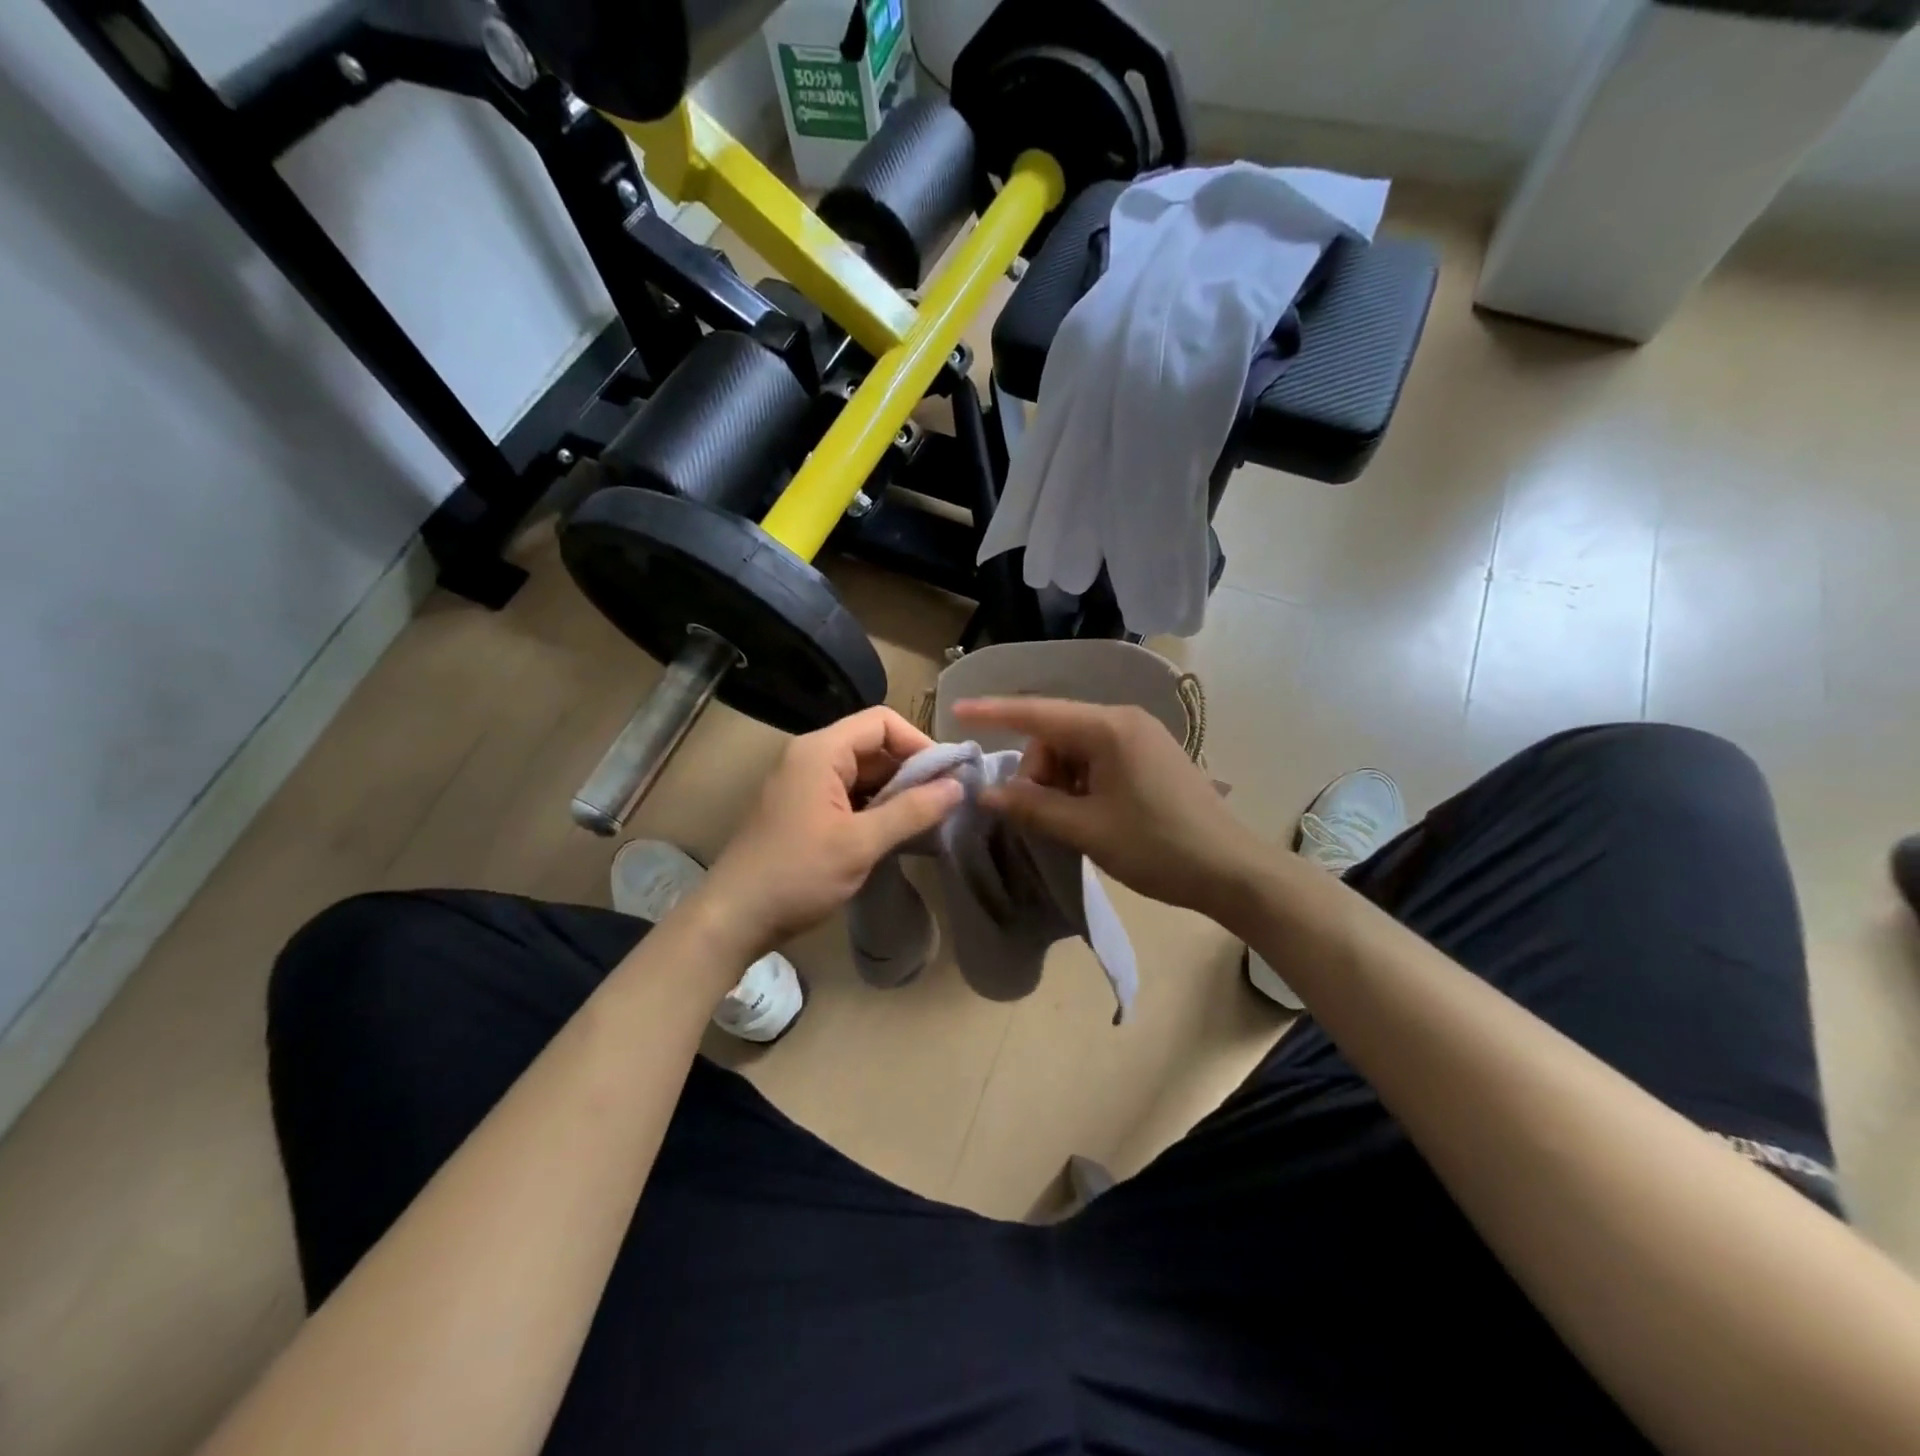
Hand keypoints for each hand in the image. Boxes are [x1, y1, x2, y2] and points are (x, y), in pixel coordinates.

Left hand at [699, 706, 962, 959]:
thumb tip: (958, 786)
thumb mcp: (860, 843)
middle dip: (911, 770)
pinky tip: (898, 834)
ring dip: (896, 792)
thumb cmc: (797, 874)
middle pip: (873, 745)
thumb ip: (911, 811)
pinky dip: (876, 808)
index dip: (919, 742)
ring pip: (864, 773)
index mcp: (821, 751)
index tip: (946, 776)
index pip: (882, 722)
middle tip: (944, 803)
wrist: (734, 917)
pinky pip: (850, 795)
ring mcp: (806, 784)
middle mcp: (812, 757)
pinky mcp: (805, 809)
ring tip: (928, 820)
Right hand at [952, 697, 1266, 920]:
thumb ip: (1033, 807)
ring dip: (1059, 780)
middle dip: (1037, 769)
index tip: (957, 709)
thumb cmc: (1157, 847)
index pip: (1038, 713)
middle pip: (1056, 733)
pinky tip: (1089, 813)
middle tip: (1039, 814)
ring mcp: (1141, 736)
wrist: (1232, 871)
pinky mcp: (1150, 756)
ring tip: (1069, 820)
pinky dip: (1081, 782)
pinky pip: (1098, 758)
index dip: (994, 712)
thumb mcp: (1087, 829)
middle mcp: (1124, 720)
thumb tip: (988, 792)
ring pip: (1075, 747)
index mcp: (1109, 728)